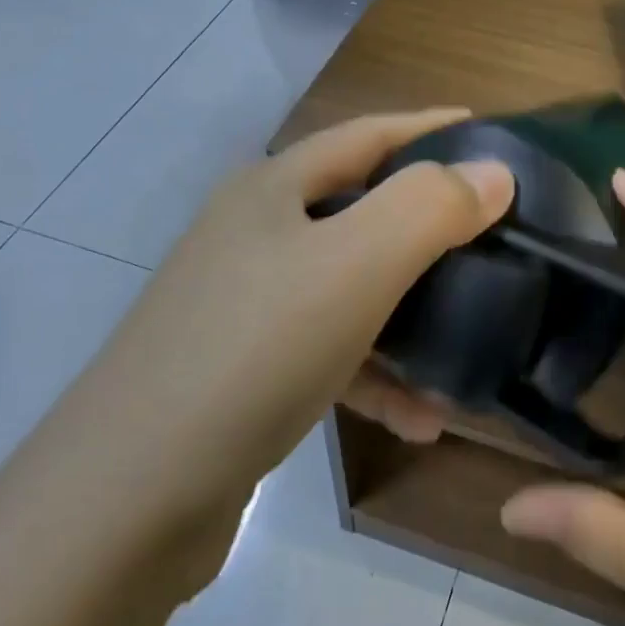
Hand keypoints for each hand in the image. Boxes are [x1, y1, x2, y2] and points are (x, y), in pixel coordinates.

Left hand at [86, 107, 514, 510]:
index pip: (366, 136)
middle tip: (494, 241)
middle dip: (430, 228)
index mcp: (272, 189)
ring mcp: (245, 305)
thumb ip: (428, 208)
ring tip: (470, 350)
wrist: (130, 497)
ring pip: (351, 292)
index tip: (492, 134)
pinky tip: (420, 421)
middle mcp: (255, 236)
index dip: (430, 128)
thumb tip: (493, 172)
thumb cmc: (255, 351)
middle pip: (361, 212)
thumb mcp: (354, 265)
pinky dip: (377, 378)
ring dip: (412, 321)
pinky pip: (331, 357)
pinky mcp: (245, 371)